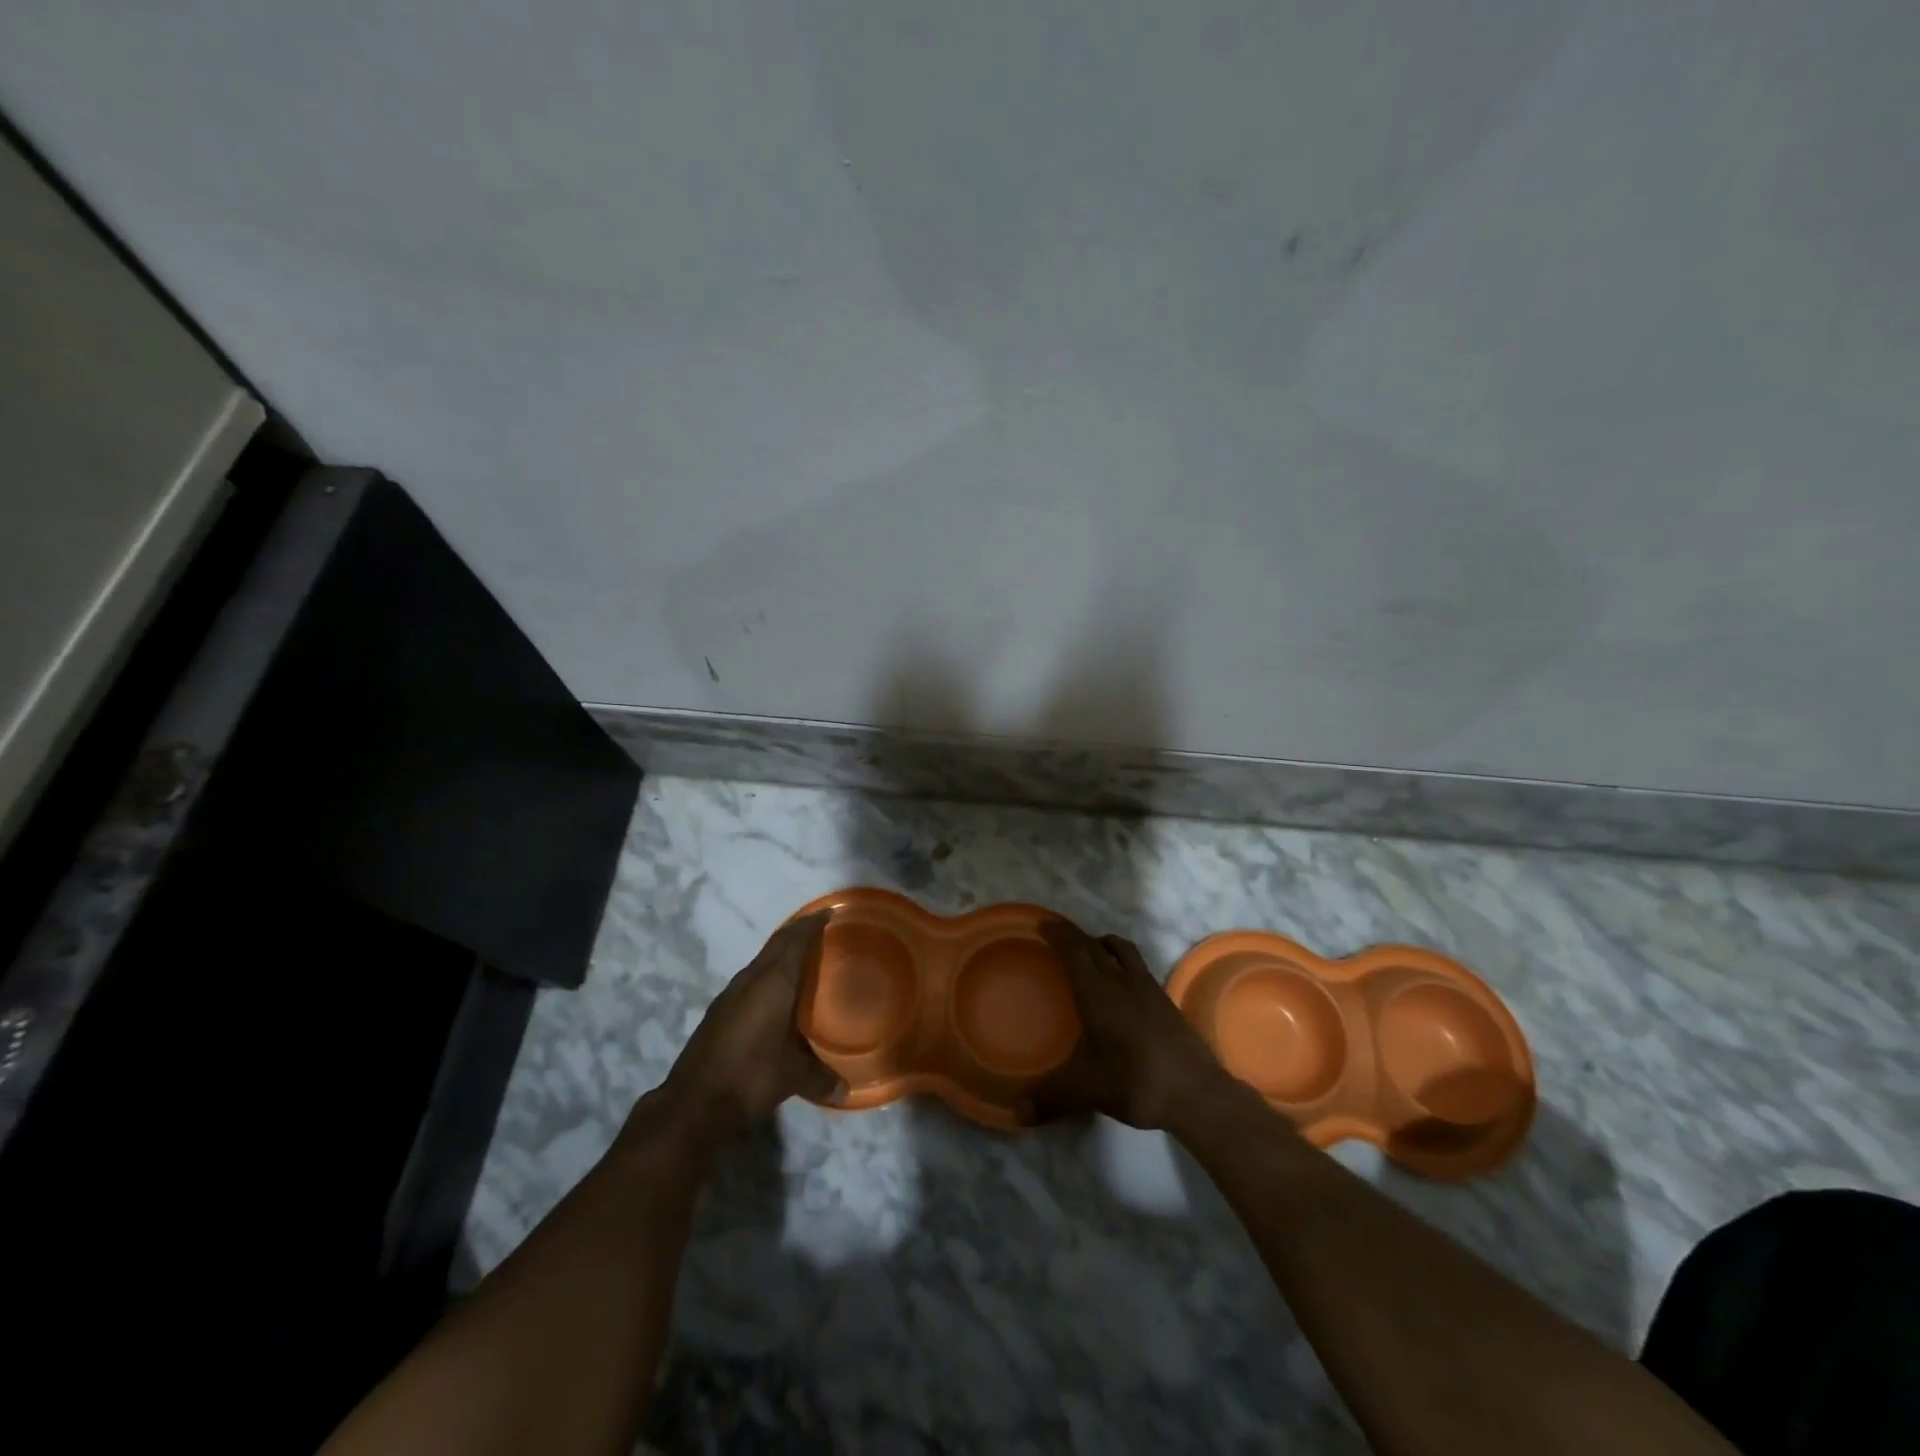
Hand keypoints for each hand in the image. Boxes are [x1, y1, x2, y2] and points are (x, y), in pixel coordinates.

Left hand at [654, 912, 844, 1145]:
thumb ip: (821, 1077)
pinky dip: (765, 974)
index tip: (829, 913)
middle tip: (819, 929)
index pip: (795, 941)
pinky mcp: (718, 1012)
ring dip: (779, 954)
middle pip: (777, 944)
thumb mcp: (793, 1077)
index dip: (812, 924)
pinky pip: (749, 979)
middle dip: (797, 933)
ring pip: (760, 961)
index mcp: (774, 982)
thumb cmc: (751, 1077)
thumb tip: (845, 1090)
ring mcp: (730, 994)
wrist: (693, 1104)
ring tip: (800, 959)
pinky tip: (773, 993)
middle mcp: (751, 979)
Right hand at [1031, 922, 1246, 1133]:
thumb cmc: (1134, 1081)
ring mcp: (1148, 989)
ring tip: (1091, 952)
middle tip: (1058, 935)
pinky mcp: (1165, 1001)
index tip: (1043, 922)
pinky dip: (1122, 963)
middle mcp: (1122, 981)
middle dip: (1075, 936)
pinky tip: (1120, 987)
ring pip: (1123, 950)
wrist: (1196, 1092)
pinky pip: (1138, 967)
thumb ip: (1049, 1096)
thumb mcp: (1085, 1089)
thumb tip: (1018, 1112)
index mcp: (1098, 992)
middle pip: (1096, 945)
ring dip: (1103, 944)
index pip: (1074, 951)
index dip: (1058, 934)